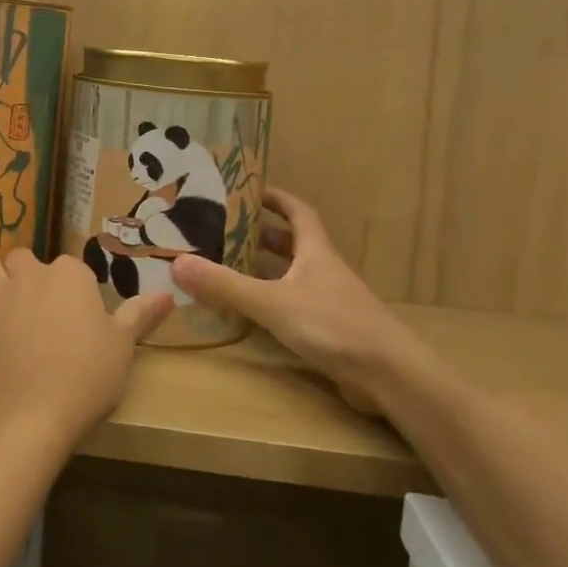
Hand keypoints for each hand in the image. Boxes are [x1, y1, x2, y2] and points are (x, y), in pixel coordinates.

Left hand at [0, 252, 172, 454]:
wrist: (29, 415)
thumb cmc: (85, 379)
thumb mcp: (123, 348)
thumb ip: (140, 315)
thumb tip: (168, 295)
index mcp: (71, 275)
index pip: (71, 268)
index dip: (72, 291)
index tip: (76, 318)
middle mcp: (30, 273)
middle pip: (24, 259)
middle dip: (27, 277)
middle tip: (36, 312)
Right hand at [171, 188, 435, 415]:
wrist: (390, 376)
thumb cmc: (333, 325)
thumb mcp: (272, 303)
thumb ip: (226, 285)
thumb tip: (178, 263)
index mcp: (316, 251)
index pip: (298, 211)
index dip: (276, 198)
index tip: (249, 190)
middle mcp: (325, 270)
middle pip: (294, 243)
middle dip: (263, 235)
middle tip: (226, 231)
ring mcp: (332, 301)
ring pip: (295, 276)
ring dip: (267, 270)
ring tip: (231, 268)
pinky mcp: (333, 331)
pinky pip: (297, 305)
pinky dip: (275, 302)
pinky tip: (254, 314)